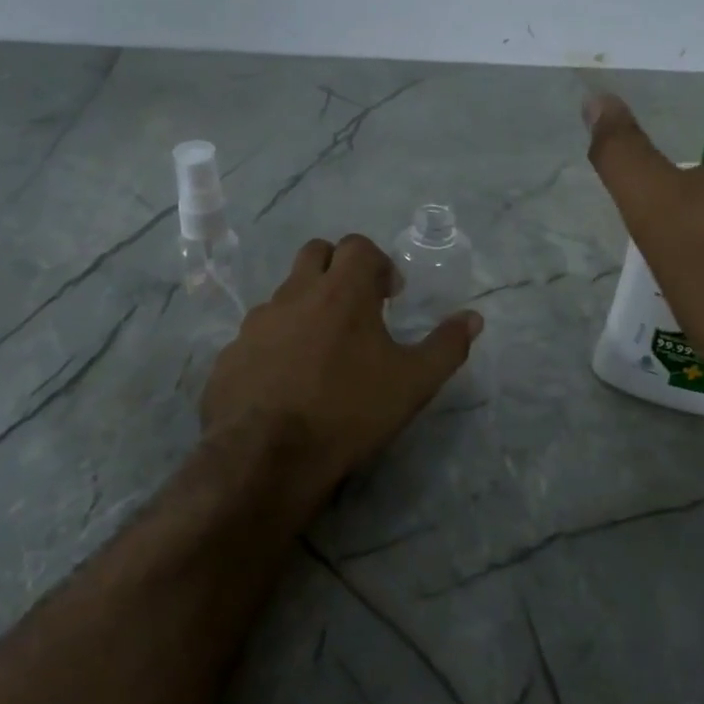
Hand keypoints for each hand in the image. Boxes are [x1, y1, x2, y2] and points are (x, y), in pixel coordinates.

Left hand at [200, 234, 482, 518]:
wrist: (266, 457)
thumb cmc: (348, 412)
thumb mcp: (413, 384)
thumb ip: (446, 346)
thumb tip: (473, 318)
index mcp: (341, 291)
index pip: (358, 246)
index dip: (378, 264)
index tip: (389, 296)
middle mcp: (295, 294)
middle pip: (316, 253)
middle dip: (338, 268)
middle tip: (355, 307)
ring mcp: (256, 322)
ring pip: (285, 294)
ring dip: (306, 306)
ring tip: (321, 351)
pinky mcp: (231, 352)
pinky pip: (258, 334)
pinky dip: (277, 343)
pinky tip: (286, 380)